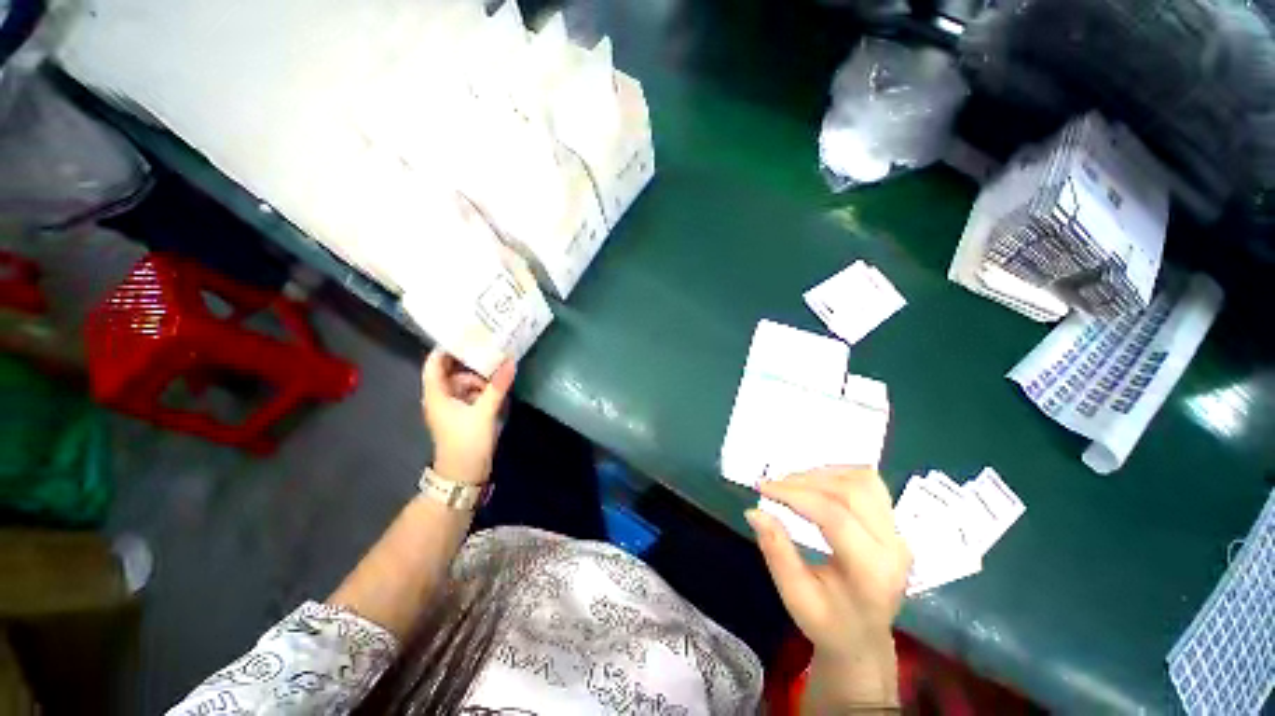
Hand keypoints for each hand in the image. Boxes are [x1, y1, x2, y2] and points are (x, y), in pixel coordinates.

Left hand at [421, 350, 515, 485]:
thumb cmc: (466, 441)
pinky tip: (498, 387)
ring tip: (499, 370)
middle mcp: (441, 397)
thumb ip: (497, 386)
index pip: (435, 363)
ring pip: (464, 383)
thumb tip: (510, 361)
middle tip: (491, 348)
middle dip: (470, 361)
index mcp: (437, 394)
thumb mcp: (484, 412)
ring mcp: (452, 407)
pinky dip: (483, 389)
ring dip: (480, 377)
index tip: (467, 334)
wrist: (464, 475)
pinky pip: (471, 395)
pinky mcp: (463, 415)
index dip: (447, 348)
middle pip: (452, 371)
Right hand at [746, 467, 910, 705]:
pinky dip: (838, 474)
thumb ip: (776, 552)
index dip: (795, 495)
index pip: (835, 517)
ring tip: (792, 484)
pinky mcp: (893, 523)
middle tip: (775, 486)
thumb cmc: (828, 623)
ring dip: (822, 474)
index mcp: (872, 572)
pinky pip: (868, 483)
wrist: (863, 639)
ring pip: (863, 481)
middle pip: (852, 491)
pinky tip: (815, 483)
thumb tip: (754, 512)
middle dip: (806, 481)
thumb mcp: (795, 596)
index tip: (763, 488)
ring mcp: (898, 533)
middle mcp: (894, 547)